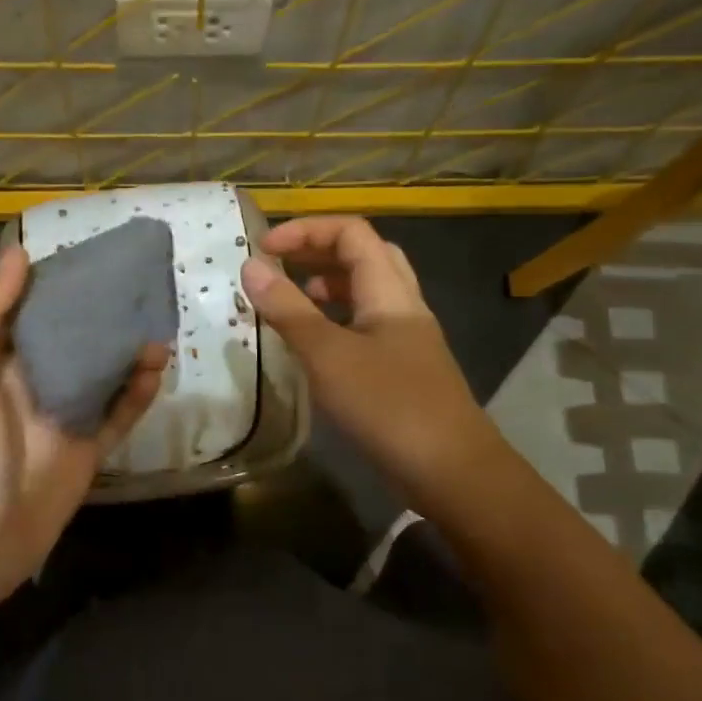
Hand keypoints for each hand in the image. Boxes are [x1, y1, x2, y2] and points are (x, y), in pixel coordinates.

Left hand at [0, 245, 167, 609]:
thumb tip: (19, 254)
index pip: (32, 306)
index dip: (60, 279)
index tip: (96, 252)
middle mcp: (33, 381)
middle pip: (74, 335)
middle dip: (105, 311)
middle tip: (144, 283)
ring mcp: (65, 414)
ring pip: (104, 370)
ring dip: (130, 348)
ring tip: (161, 325)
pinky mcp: (91, 447)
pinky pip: (121, 412)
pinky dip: (141, 391)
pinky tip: (159, 369)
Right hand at [241, 216, 488, 491]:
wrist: (450, 470)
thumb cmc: (388, 405)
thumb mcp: (328, 355)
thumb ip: (288, 310)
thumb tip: (251, 266)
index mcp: (389, 291)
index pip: (351, 232)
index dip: (306, 230)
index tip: (263, 249)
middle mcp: (402, 305)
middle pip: (364, 256)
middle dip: (318, 251)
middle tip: (279, 267)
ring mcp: (406, 338)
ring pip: (366, 293)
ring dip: (328, 286)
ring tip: (290, 302)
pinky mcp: (402, 368)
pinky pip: (365, 326)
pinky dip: (336, 322)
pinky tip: (314, 346)